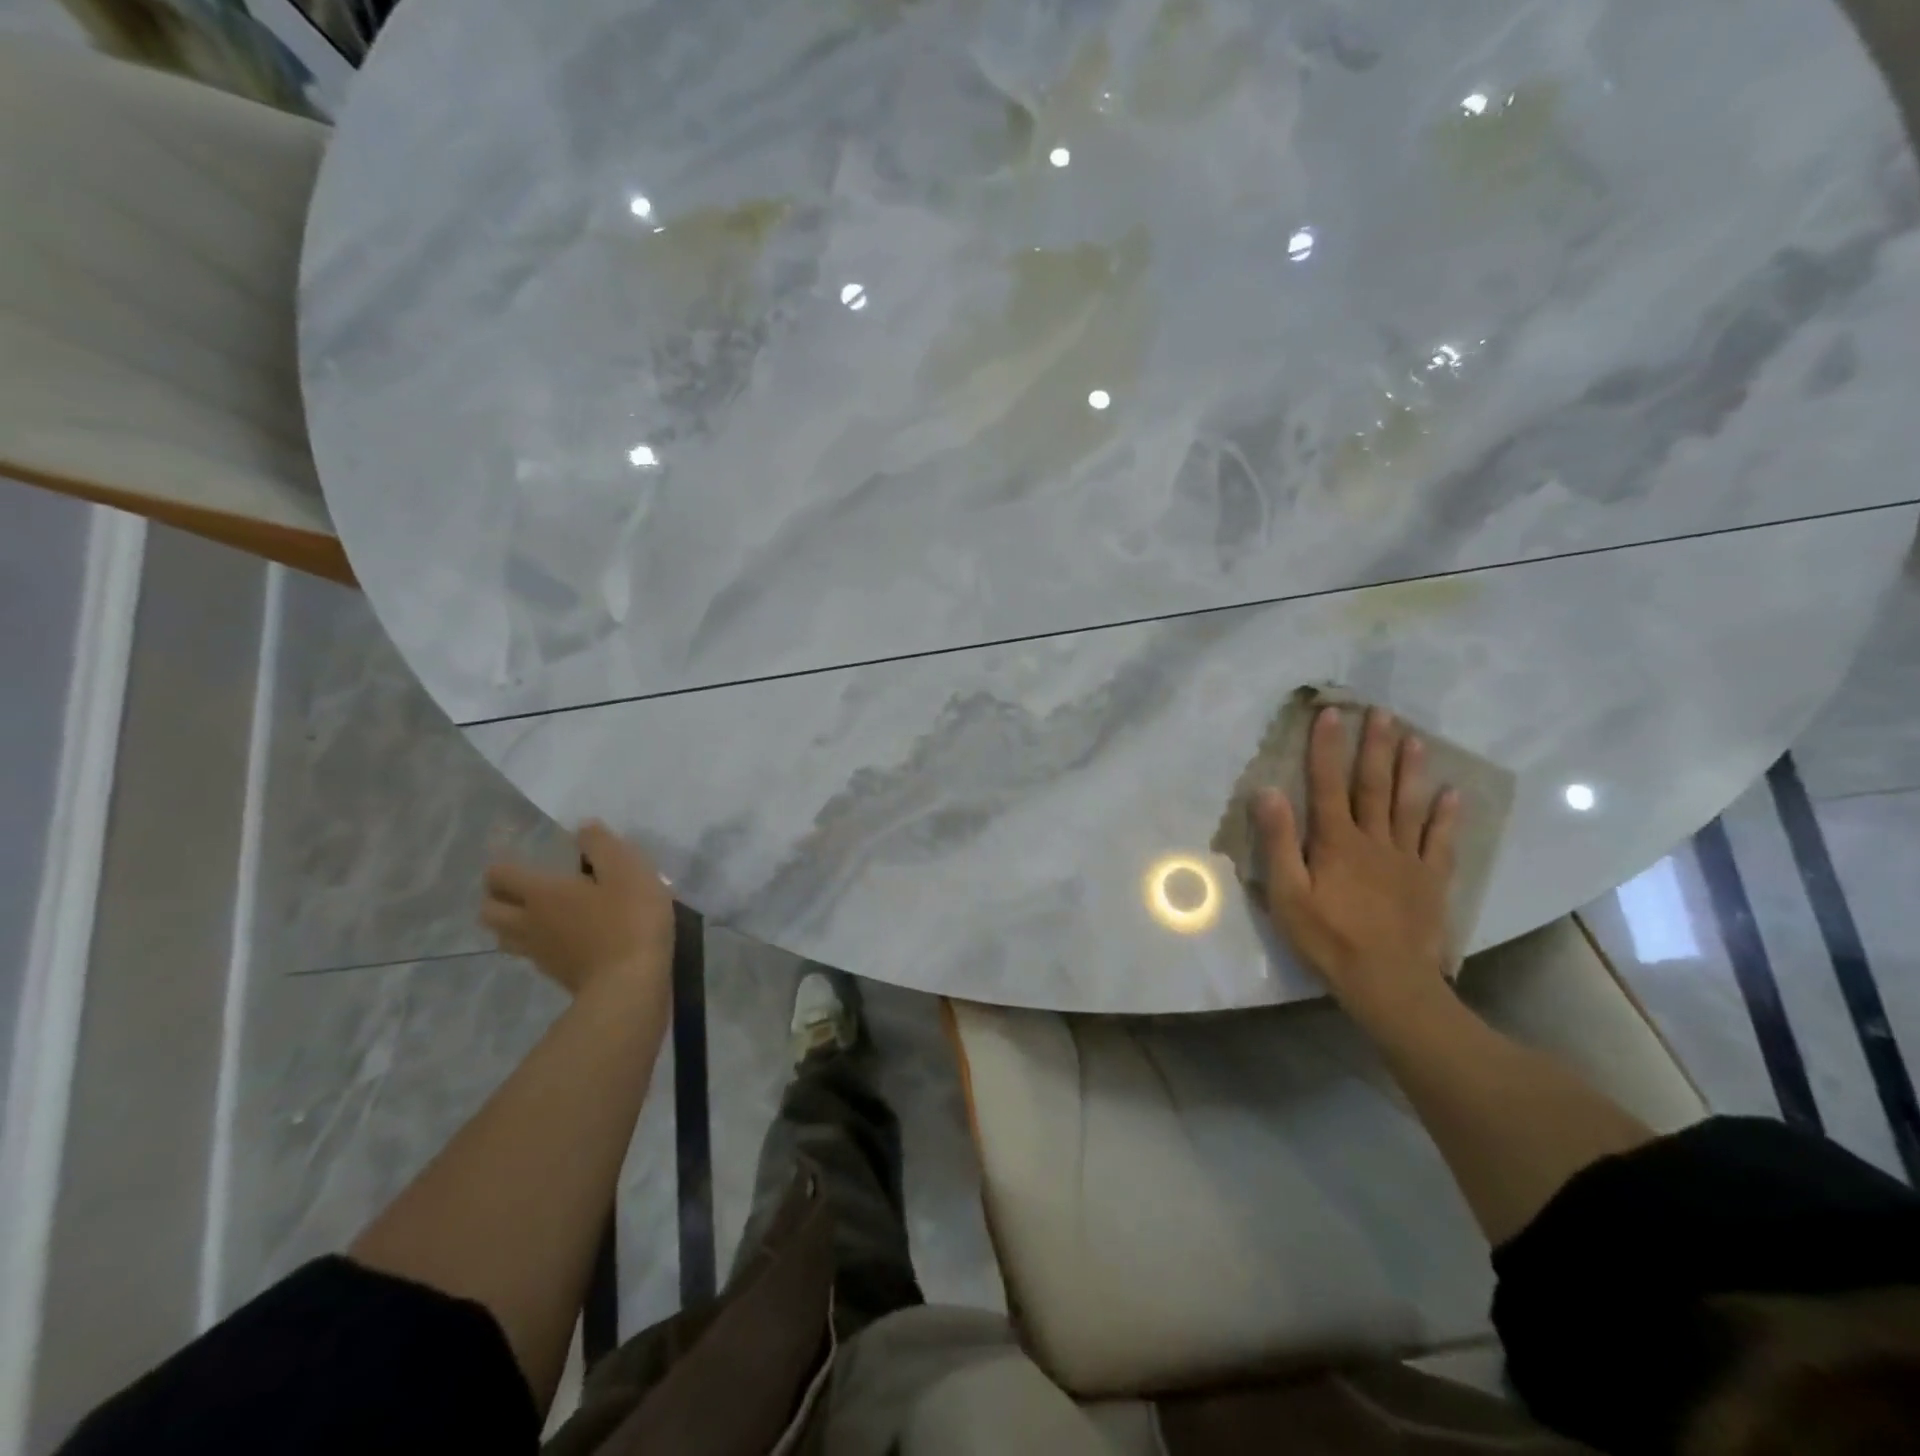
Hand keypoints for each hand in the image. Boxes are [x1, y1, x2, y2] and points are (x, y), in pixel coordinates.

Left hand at [481, 822, 674, 1000]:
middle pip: (489, 911)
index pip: (500, 875)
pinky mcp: (557, 974)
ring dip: (510, 922)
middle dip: (497, 896)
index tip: (515, 854)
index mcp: (541, 893)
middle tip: (521, 885)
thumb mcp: (627, 869)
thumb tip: (583, 827)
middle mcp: (529, 923)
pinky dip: (535, 943)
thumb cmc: (629, 919)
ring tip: (535, 912)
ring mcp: (540, 953)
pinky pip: (530, 954)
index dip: (502, 864)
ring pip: (504, 937)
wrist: (630, 984)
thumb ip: (602, 845)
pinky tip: (561, 937)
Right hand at [1255, 707, 1460, 1025]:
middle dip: (1374, 747)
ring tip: (1415, 738)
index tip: (1330, 714)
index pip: (1327, 785)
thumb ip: (1279, 842)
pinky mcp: (1430, 881)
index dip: (1326, 748)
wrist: (1388, 982)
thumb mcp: (1287, 893)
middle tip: (1382, 712)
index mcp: (1336, 841)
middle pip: (1373, 785)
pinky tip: (1452, 794)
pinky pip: (1440, 842)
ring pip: (1407, 805)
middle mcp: (1374, 840)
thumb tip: (1267, 791)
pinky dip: (1446, 817)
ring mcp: (1407, 859)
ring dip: (1410, 770)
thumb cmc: (1327, 938)